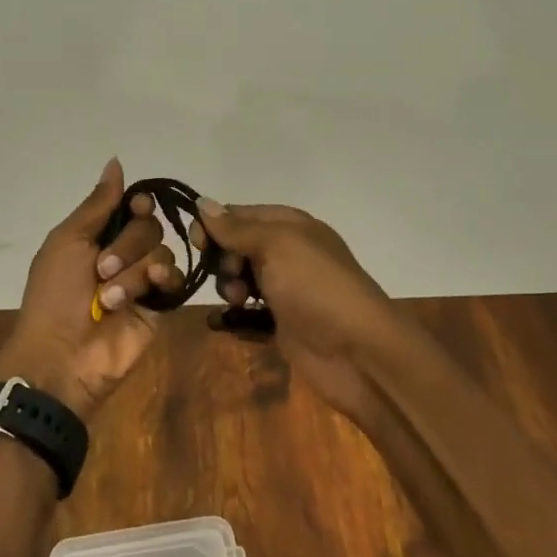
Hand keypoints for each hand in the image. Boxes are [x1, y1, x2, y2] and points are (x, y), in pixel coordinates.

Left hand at [0, 158, 182, 421]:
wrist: (62, 355)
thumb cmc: (55, 294)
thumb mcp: (68, 240)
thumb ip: (98, 203)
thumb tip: (116, 160)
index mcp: (96, 234)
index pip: (132, 205)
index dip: (137, 204)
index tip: (134, 208)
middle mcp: (122, 252)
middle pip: (149, 226)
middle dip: (127, 245)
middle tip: (101, 270)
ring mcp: (142, 280)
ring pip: (161, 251)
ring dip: (135, 270)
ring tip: (112, 297)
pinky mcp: (159, 305)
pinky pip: (175, 278)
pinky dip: (163, 279)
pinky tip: (151, 287)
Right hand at [192, 200, 401, 423]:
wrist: (360, 353)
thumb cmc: (317, 287)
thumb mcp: (276, 246)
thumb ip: (237, 228)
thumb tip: (202, 203)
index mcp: (290, 225)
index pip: (240, 214)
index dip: (214, 225)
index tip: (196, 244)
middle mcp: (287, 253)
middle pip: (237, 246)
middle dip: (222, 260)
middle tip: (231, 278)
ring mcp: (286, 290)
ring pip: (240, 279)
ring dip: (229, 288)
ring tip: (238, 302)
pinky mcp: (282, 324)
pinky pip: (247, 315)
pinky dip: (232, 318)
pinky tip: (221, 323)